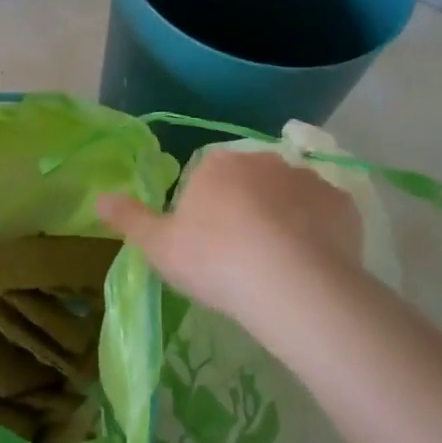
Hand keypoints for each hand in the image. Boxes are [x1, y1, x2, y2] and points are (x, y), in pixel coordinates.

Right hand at [96, 147, 367, 346]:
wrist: (290, 283)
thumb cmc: (215, 260)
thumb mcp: (159, 247)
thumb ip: (129, 219)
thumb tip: (99, 198)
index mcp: (216, 165)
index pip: (206, 177)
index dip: (205, 209)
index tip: (207, 244)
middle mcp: (261, 159)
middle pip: (249, 181)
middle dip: (246, 207)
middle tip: (243, 254)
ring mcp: (306, 178)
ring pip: (289, 194)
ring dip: (284, 216)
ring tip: (281, 263)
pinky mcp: (342, 203)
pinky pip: (325, 213)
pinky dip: (318, 230)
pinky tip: (312, 262)